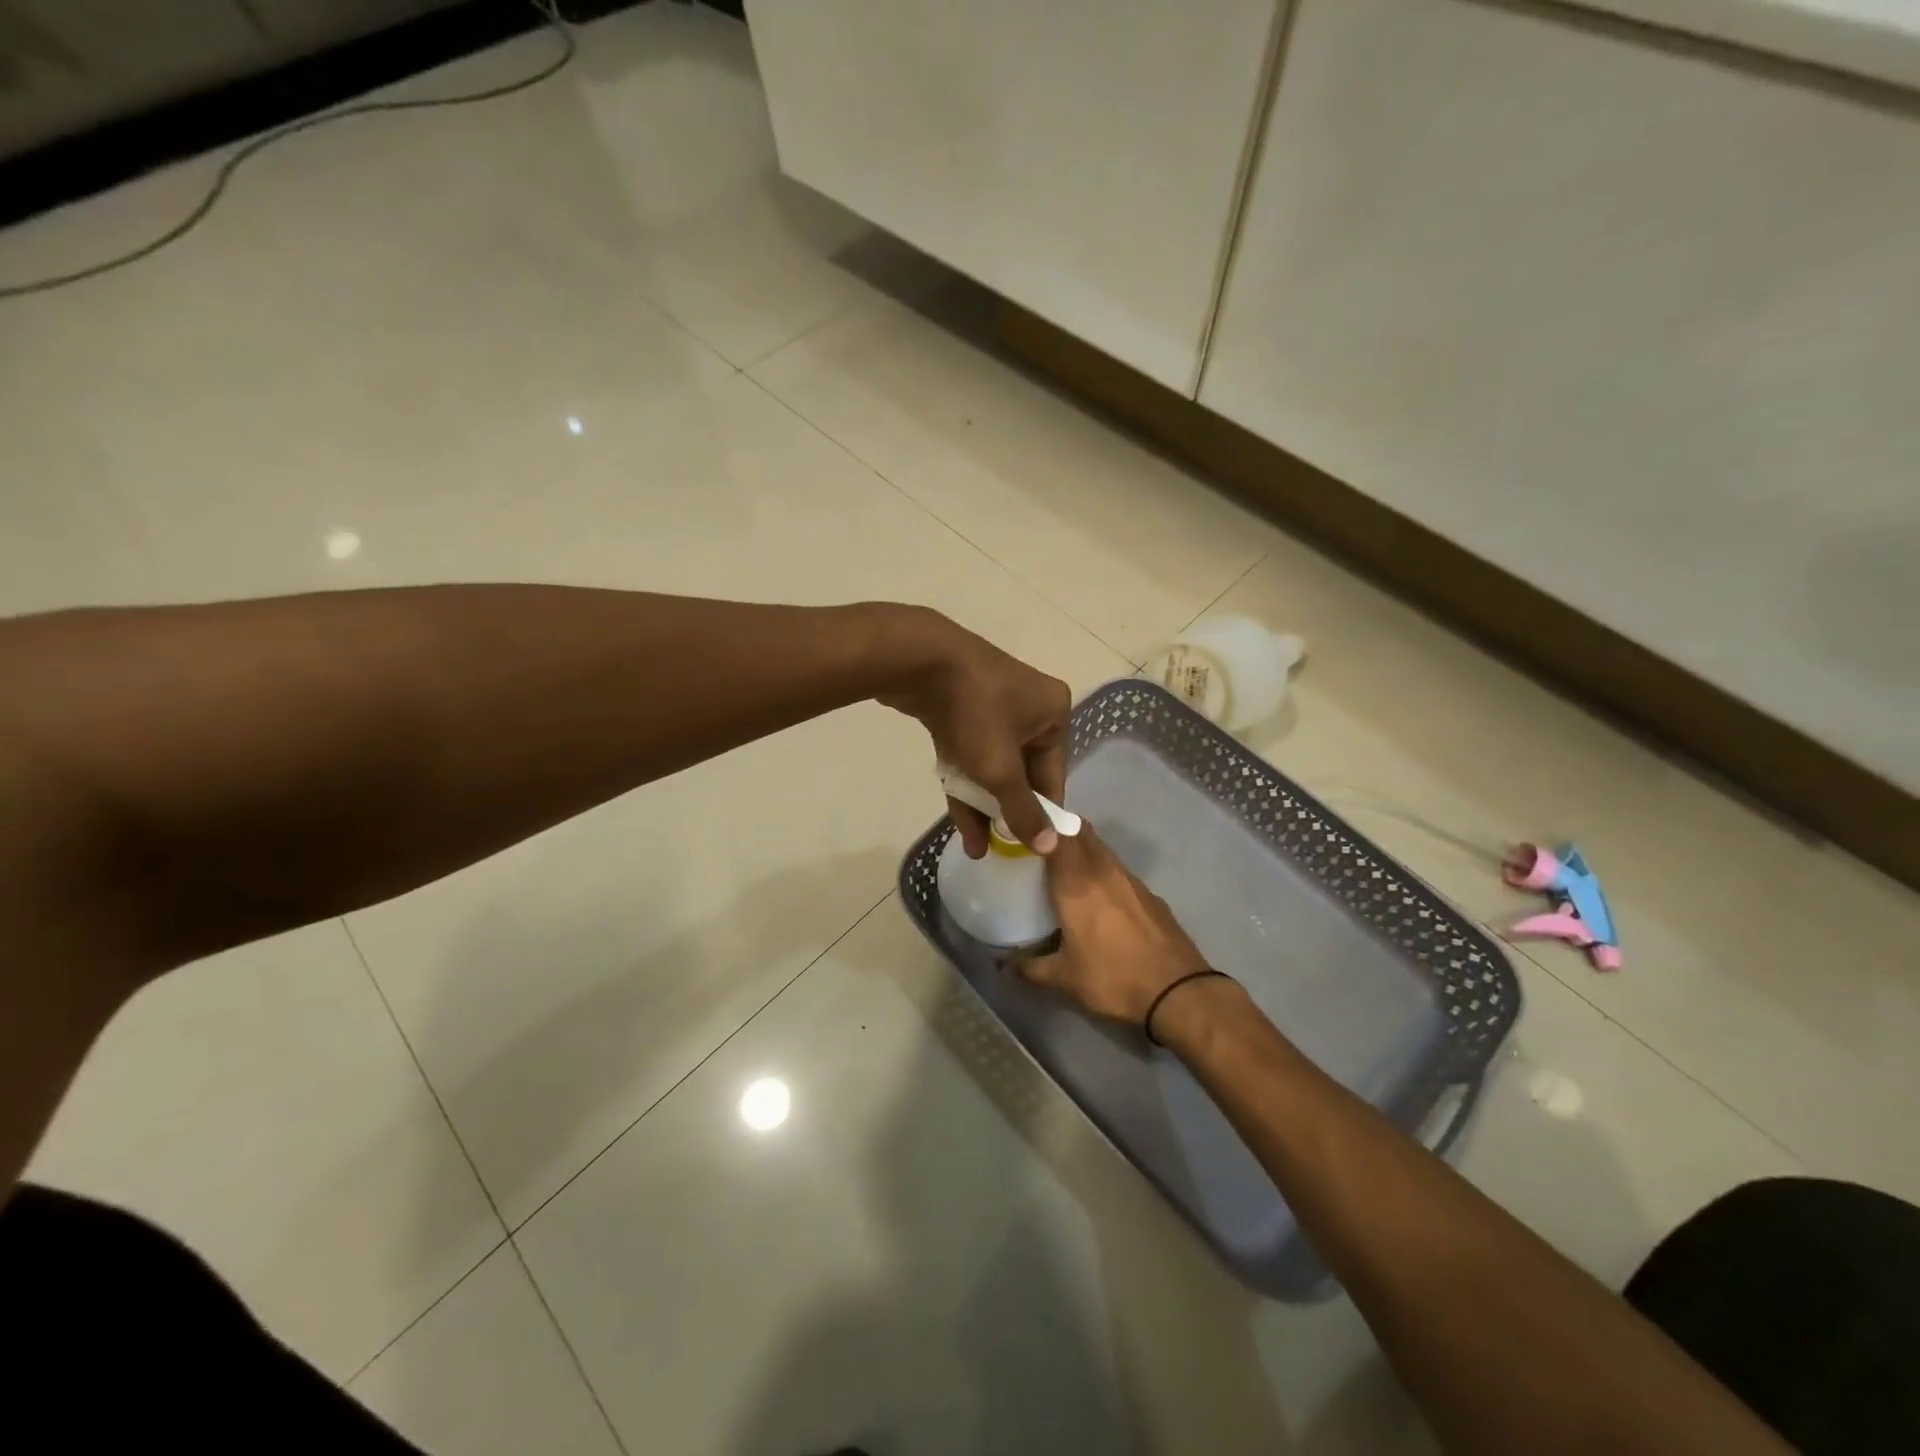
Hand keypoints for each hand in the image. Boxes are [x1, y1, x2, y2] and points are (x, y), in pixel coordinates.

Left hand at [877, 608, 1070, 854]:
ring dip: (983, 804)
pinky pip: (971, 753)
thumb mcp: (1001, 769)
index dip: (1040, 814)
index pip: (1053, 776)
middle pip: (1022, 772)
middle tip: (999, 850)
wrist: (917, 660)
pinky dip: (965, 781)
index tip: (1030, 849)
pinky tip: (960, 819)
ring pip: (992, 765)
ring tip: (975, 848)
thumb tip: (1050, 846)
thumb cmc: (974, 713)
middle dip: (1007, 812)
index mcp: (1052, 713)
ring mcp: (992, 705)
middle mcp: (1029, 707)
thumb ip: (1023, 810)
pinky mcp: (961, 709)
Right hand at [1012, 826, 1208, 1028]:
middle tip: (1039, 846)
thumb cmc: (1113, 978)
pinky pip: (1119, 870)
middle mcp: (1103, 870)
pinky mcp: (1150, 894)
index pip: (1056, 833)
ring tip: (1065, 871)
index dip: (1039, 824)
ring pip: (1101, 848)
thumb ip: (1028, 968)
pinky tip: (1099, 898)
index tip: (1021, 829)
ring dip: (1083, 850)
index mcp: (1076, 882)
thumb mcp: (1063, 979)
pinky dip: (1103, 872)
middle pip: (1081, 831)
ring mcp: (1131, 879)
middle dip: (1060, 830)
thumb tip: (1002, 964)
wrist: (1179, 993)